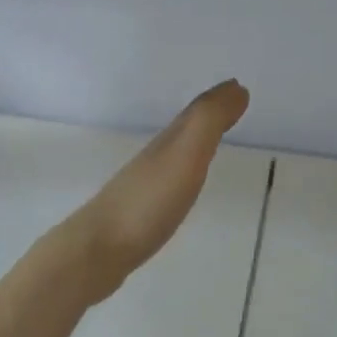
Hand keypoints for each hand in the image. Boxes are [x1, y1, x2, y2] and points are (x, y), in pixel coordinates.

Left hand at [62, 81, 250, 303]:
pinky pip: (165, 185)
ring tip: (209, 143)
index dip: (217, 100)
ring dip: (191, 145)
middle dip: (204, 118)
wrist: (97, 250)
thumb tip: (236, 87)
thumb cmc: (146, 203)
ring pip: (172, 156)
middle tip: (229, 108)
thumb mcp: (185, 156)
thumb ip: (208, 122)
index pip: (195, 114)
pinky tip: (178, 189)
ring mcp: (143, 187)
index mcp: (167, 143)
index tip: (239, 88)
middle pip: (182, 131)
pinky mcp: (138, 215)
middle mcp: (154, 159)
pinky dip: (179, 177)